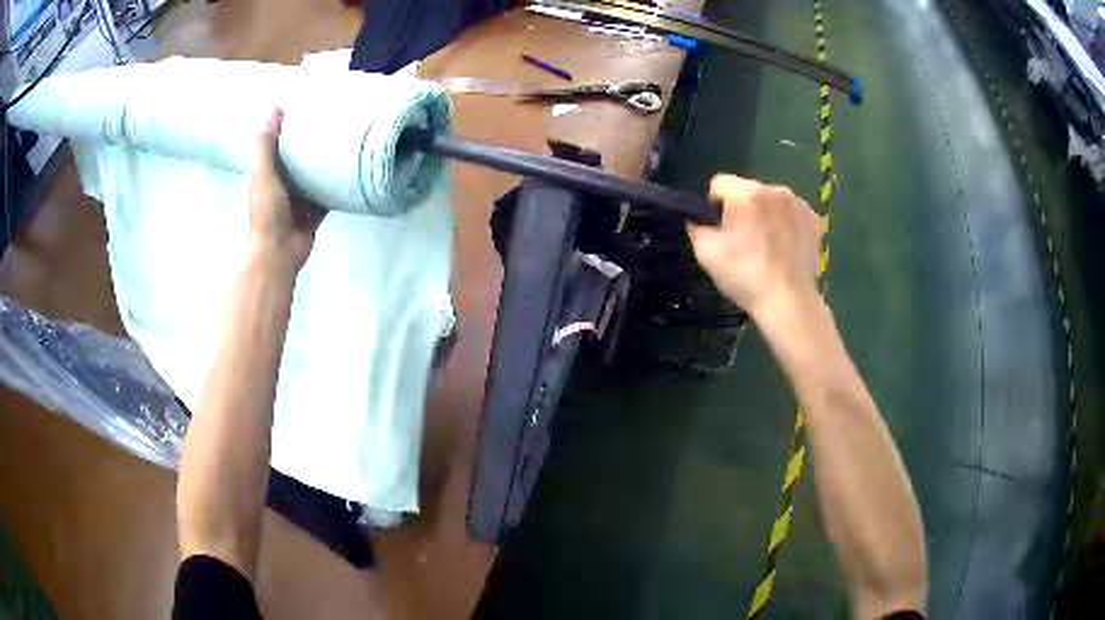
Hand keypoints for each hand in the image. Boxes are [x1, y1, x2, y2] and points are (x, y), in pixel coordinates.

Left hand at [249, 109, 325, 270]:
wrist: (279, 252)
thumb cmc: (267, 213)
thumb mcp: (264, 174)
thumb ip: (267, 145)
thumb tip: (275, 110)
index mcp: (266, 177)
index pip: (276, 149)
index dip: (286, 132)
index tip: (302, 112)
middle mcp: (281, 187)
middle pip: (296, 163)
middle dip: (308, 147)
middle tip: (327, 124)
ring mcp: (298, 202)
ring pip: (312, 179)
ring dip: (322, 166)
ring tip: (341, 144)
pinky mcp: (313, 214)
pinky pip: (326, 197)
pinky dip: (334, 188)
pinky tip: (348, 173)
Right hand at [687, 174, 822, 318]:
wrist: (789, 302)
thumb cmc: (746, 276)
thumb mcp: (706, 253)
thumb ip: (696, 226)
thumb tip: (698, 218)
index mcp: (746, 193)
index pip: (719, 183)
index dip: (714, 207)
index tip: (720, 231)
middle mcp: (775, 189)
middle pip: (747, 191)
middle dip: (741, 210)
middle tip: (743, 242)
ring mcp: (799, 204)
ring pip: (770, 201)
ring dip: (764, 216)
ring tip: (766, 247)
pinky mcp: (814, 220)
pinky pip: (791, 213)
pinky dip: (785, 224)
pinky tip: (784, 248)